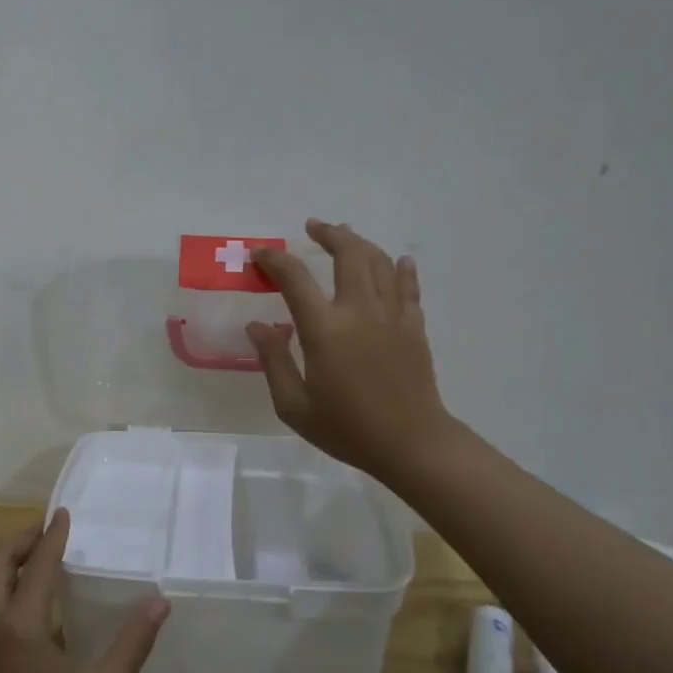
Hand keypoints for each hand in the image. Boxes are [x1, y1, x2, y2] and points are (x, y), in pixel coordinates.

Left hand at [0, 510, 169, 672]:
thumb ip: (132, 644)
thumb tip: (160, 601)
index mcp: (20, 626)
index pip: (36, 565)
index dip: (52, 536)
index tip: (63, 512)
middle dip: (19, 540)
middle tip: (45, 528)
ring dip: (10, 566)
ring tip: (40, 561)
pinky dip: (7, 593)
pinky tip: (33, 612)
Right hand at [247, 219, 460, 485]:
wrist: (412, 444)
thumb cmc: (347, 428)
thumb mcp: (293, 405)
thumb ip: (273, 360)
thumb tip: (258, 325)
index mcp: (325, 329)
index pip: (294, 278)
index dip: (274, 260)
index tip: (260, 255)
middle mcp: (360, 311)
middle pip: (348, 253)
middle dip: (328, 234)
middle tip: (313, 228)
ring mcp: (392, 315)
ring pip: (380, 262)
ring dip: (360, 243)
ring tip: (346, 237)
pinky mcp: (414, 326)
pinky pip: (408, 286)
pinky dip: (401, 269)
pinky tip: (399, 261)